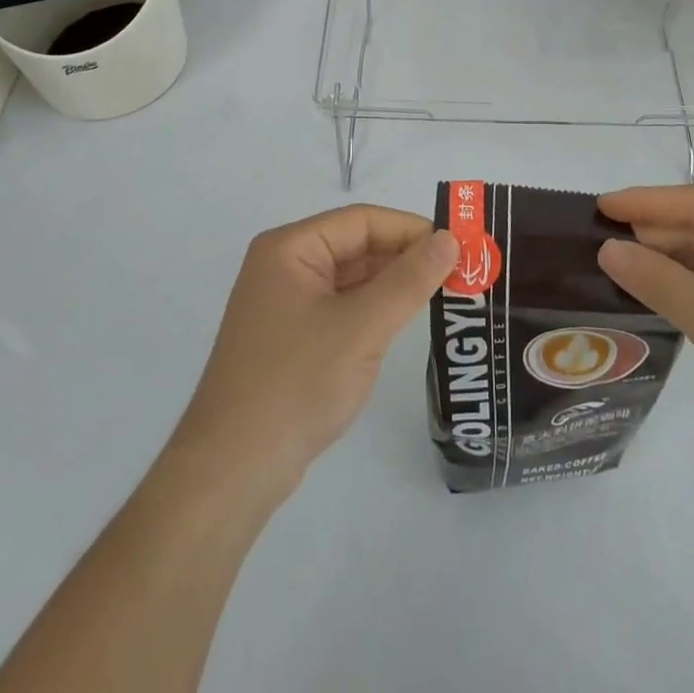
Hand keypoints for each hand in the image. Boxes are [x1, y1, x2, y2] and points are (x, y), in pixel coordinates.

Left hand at [171, 205, 458, 497]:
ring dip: (394, 284)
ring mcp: (286, 304)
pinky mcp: (292, 339)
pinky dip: (374, 310)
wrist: (232, 472)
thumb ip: (409, 280)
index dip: (411, 228)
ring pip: (351, 279)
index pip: (362, 220)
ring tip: (445, 292)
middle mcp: (284, 266)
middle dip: (406, 256)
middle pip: (356, 246)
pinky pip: (342, 308)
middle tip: (461, 270)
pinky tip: (405, 320)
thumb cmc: (296, 383)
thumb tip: (450, 239)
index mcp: (290, 248)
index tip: (459, 244)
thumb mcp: (361, 327)